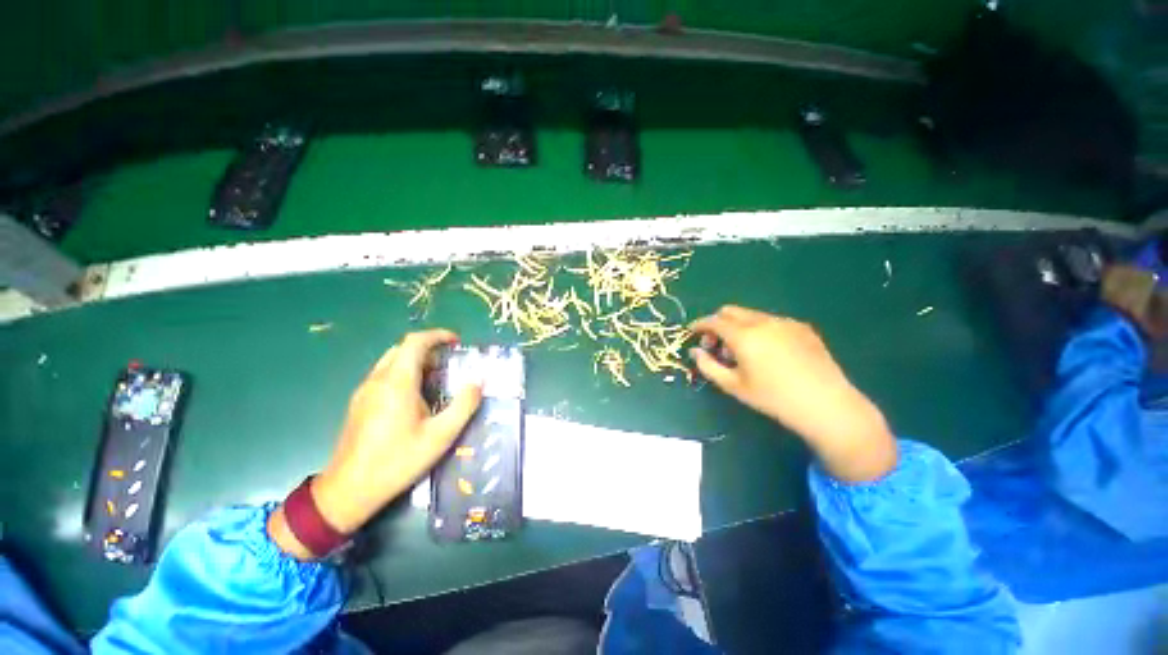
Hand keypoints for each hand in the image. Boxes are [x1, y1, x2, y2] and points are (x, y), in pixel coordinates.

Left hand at [269, 330, 481, 558]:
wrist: (348, 491)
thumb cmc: (397, 461)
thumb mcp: (440, 436)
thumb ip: (464, 405)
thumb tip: (478, 382)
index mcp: (397, 382)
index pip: (415, 342)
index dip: (438, 335)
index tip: (457, 342)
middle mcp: (377, 380)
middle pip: (403, 348)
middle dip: (429, 349)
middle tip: (450, 363)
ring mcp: (364, 391)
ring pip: (391, 361)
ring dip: (416, 361)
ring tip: (437, 380)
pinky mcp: (358, 403)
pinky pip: (384, 376)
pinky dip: (404, 374)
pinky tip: (415, 399)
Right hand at [690, 306, 895, 481]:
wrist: (827, 404)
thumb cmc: (774, 398)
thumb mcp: (733, 386)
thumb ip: (708, 366)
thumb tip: (695, 352)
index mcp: (743, 335)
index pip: (713, 321)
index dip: (699, 324)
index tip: (692, 332)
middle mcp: (763, 321)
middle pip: (731, 311)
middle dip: (717, 323)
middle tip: (717, 345)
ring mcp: (785, 322)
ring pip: (751, 315)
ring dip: (738, 326)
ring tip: (744, 352)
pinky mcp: (802, 327)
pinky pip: (771, 321)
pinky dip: (759, 329)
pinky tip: (768, 352)